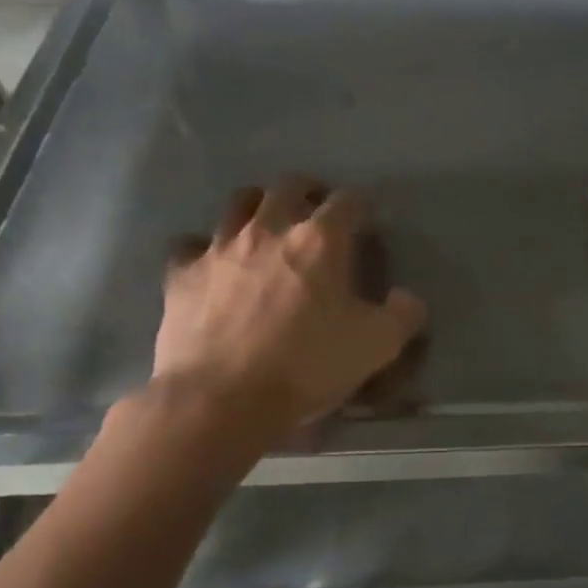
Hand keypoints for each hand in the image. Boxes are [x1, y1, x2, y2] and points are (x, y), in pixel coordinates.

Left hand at [151, 175, 427, 435]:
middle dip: (307, 193)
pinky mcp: (181, 274)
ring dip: (257, 207)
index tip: (366, 224)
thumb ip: (404, 314)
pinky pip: (190, 245)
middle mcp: (268, 229)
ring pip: (238, 203)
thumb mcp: (377, 345)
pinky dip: (204, 249)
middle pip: (288, 186)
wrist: (220, 400)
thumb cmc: (307, 366)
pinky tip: (213, 267)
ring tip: (266, 228)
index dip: (360, 208)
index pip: (348, 201)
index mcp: (320, 240)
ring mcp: (219, 248)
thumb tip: (407, 298)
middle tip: (316, 213)